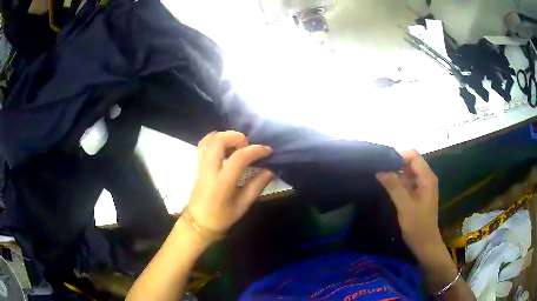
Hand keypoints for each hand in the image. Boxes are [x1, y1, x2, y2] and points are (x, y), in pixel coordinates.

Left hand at [186, 131, 272, 236]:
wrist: (198, 223)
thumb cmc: (221, 218)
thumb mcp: (242, 206)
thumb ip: (256, 186)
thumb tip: (269, 170)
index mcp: (222, 183)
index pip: (239, 158)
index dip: (255, 150)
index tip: (267, 150)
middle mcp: (209, 170)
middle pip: (219, 140)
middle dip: (237, 137)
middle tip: (248, 147)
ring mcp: (201, 165)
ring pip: (209, 139)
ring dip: (226, 136)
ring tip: (237, 145)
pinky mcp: (197, 165)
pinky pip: (203, 144)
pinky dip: (215, 139)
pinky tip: (225, 146)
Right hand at [376, 150, 440, 251]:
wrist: (425, 244)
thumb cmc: (418, 226)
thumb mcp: (405, 206)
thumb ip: (394, 187)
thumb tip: (380, 170)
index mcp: (427, 178)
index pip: (413, 156)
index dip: (398, 155)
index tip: (382, 162)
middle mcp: (426, 178)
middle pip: (410, 162)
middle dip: (395, 163)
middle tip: (378, 169)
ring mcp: (423, 186)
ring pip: (408, 172)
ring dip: (395, 173)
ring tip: (380, 176)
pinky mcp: (418, 194)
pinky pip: (407, 182)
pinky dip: (398, 182)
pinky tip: (387, 186)